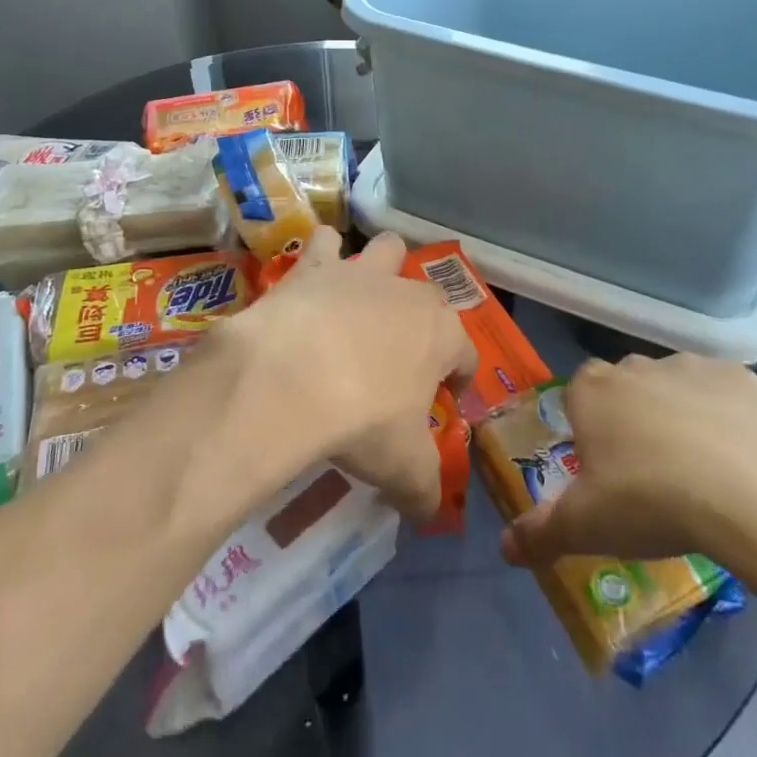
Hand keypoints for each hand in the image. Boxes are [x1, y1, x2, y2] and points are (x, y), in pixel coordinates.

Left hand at [223, 230, 475, 522]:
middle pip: (429, 297)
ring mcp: (360, 273)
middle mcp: (408, 293)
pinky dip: (320, 256)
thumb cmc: (363, 420)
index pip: (465, 355)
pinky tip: (308, 282)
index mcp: (442, 335)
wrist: (291, 377)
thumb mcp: (404, 469)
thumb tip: (429, 513)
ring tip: (361, 299)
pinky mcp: (314, 266)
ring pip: (386, 248)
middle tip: (397, 357)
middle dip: (420, 321)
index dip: (457, 380)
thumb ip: (424, 490)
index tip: (441, 402)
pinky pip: (323, 243)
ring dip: (380, 268)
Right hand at [499, 351, 756, 581]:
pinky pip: (723, 395)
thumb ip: (540, 534)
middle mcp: (635, 367)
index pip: (577, 395)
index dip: (587, 428)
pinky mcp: (740, 377)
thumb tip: (505, 549)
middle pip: (625, 388)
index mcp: (592, 392)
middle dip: (632, 420)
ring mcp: (689, 367)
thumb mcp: (586, 528)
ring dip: (679, 416)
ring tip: (699, 473)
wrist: (753, 491)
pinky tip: (740, 461)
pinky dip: (726, 418)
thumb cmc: (651, 501)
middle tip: (649, 476)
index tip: (603, 469)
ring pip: (673, 387)